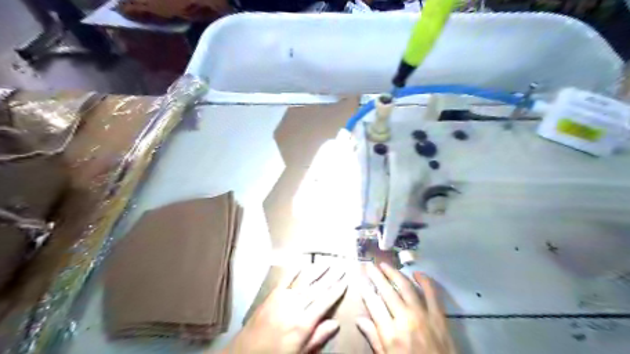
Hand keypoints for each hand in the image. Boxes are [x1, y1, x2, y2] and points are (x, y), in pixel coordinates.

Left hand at [223, 263, 349, 352]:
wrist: (246, 352)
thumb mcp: (301, 352)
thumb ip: (318, 337)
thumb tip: (336, 323)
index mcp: (304, 322)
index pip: (325, 301)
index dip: (336, 290)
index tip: (345, 280)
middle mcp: (295, 306)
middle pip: (317, 288)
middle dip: (330, 277)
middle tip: (340, 267)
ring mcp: (283, 298)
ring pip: (303, 280)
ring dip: (316, 270)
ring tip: (326, 263)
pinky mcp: (272, 294)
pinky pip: (285, 279)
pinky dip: (294, 270)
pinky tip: (302, 263)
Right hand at [356, 263, 454, 353]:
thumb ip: (374, 338)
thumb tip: (359, 319)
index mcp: (391, 334)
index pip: (373, 304)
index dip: (365, 289)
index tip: (359, 278)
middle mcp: (405, 320)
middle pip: (387, 291)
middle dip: (376, 276)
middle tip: (370, 266)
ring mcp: (423, 315)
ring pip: (406, 287)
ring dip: (395, 273)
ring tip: (385, 265)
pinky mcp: (439, 316)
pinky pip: (432, 293)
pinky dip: (425, 281)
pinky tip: (417, 273)